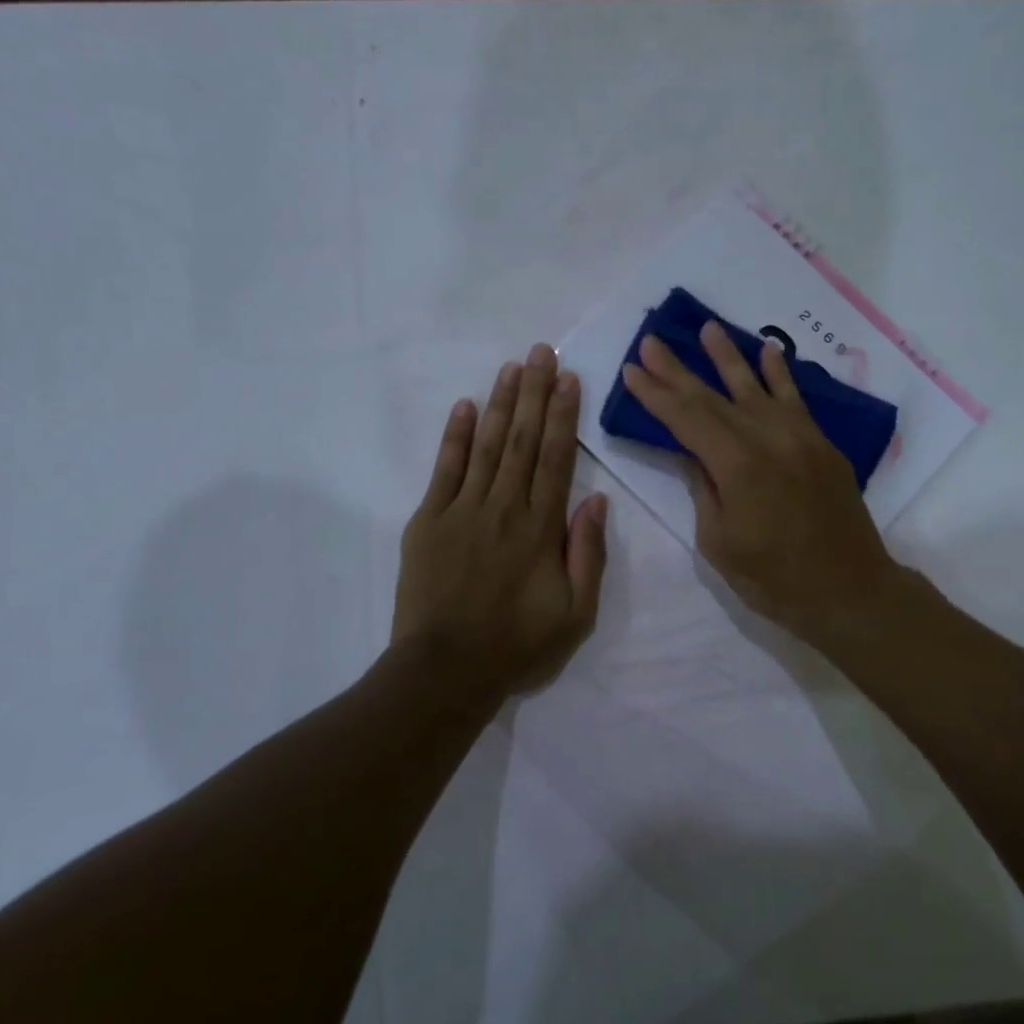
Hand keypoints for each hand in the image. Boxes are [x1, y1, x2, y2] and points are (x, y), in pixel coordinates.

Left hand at [392, 344, 608, 697]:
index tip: (569, 379)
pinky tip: (466, 407)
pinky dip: (456, 436)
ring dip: (502, 404)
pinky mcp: (428, 521)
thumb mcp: (576, 614)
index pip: (557, 459)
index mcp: (541, 528)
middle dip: (535, 393)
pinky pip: (445, 470)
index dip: (564, 416)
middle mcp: (504, 508)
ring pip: (487, 445)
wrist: (445, 671)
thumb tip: (595, 500)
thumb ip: (588, 554)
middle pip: (523, 440)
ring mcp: (462, 511)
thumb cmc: (517, 646)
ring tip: (512, 367)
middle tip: (541, 351)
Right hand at [621, 322, 909, 644]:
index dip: (656, 394)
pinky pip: (796, 399)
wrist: (849, 590)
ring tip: (708, 327)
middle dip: (678, 369)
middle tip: (652, 340)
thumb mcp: (720, 542)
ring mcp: (798, 436)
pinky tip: (768, 351)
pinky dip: (780, 374)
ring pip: (755, 387)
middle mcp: (767, 438)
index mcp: (736, 464)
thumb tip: (692, 454)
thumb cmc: (775, 579)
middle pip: (713, 396)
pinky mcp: (820, 444)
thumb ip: (704, 490)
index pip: (685, 418)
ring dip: (728, 356)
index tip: (632, 369)